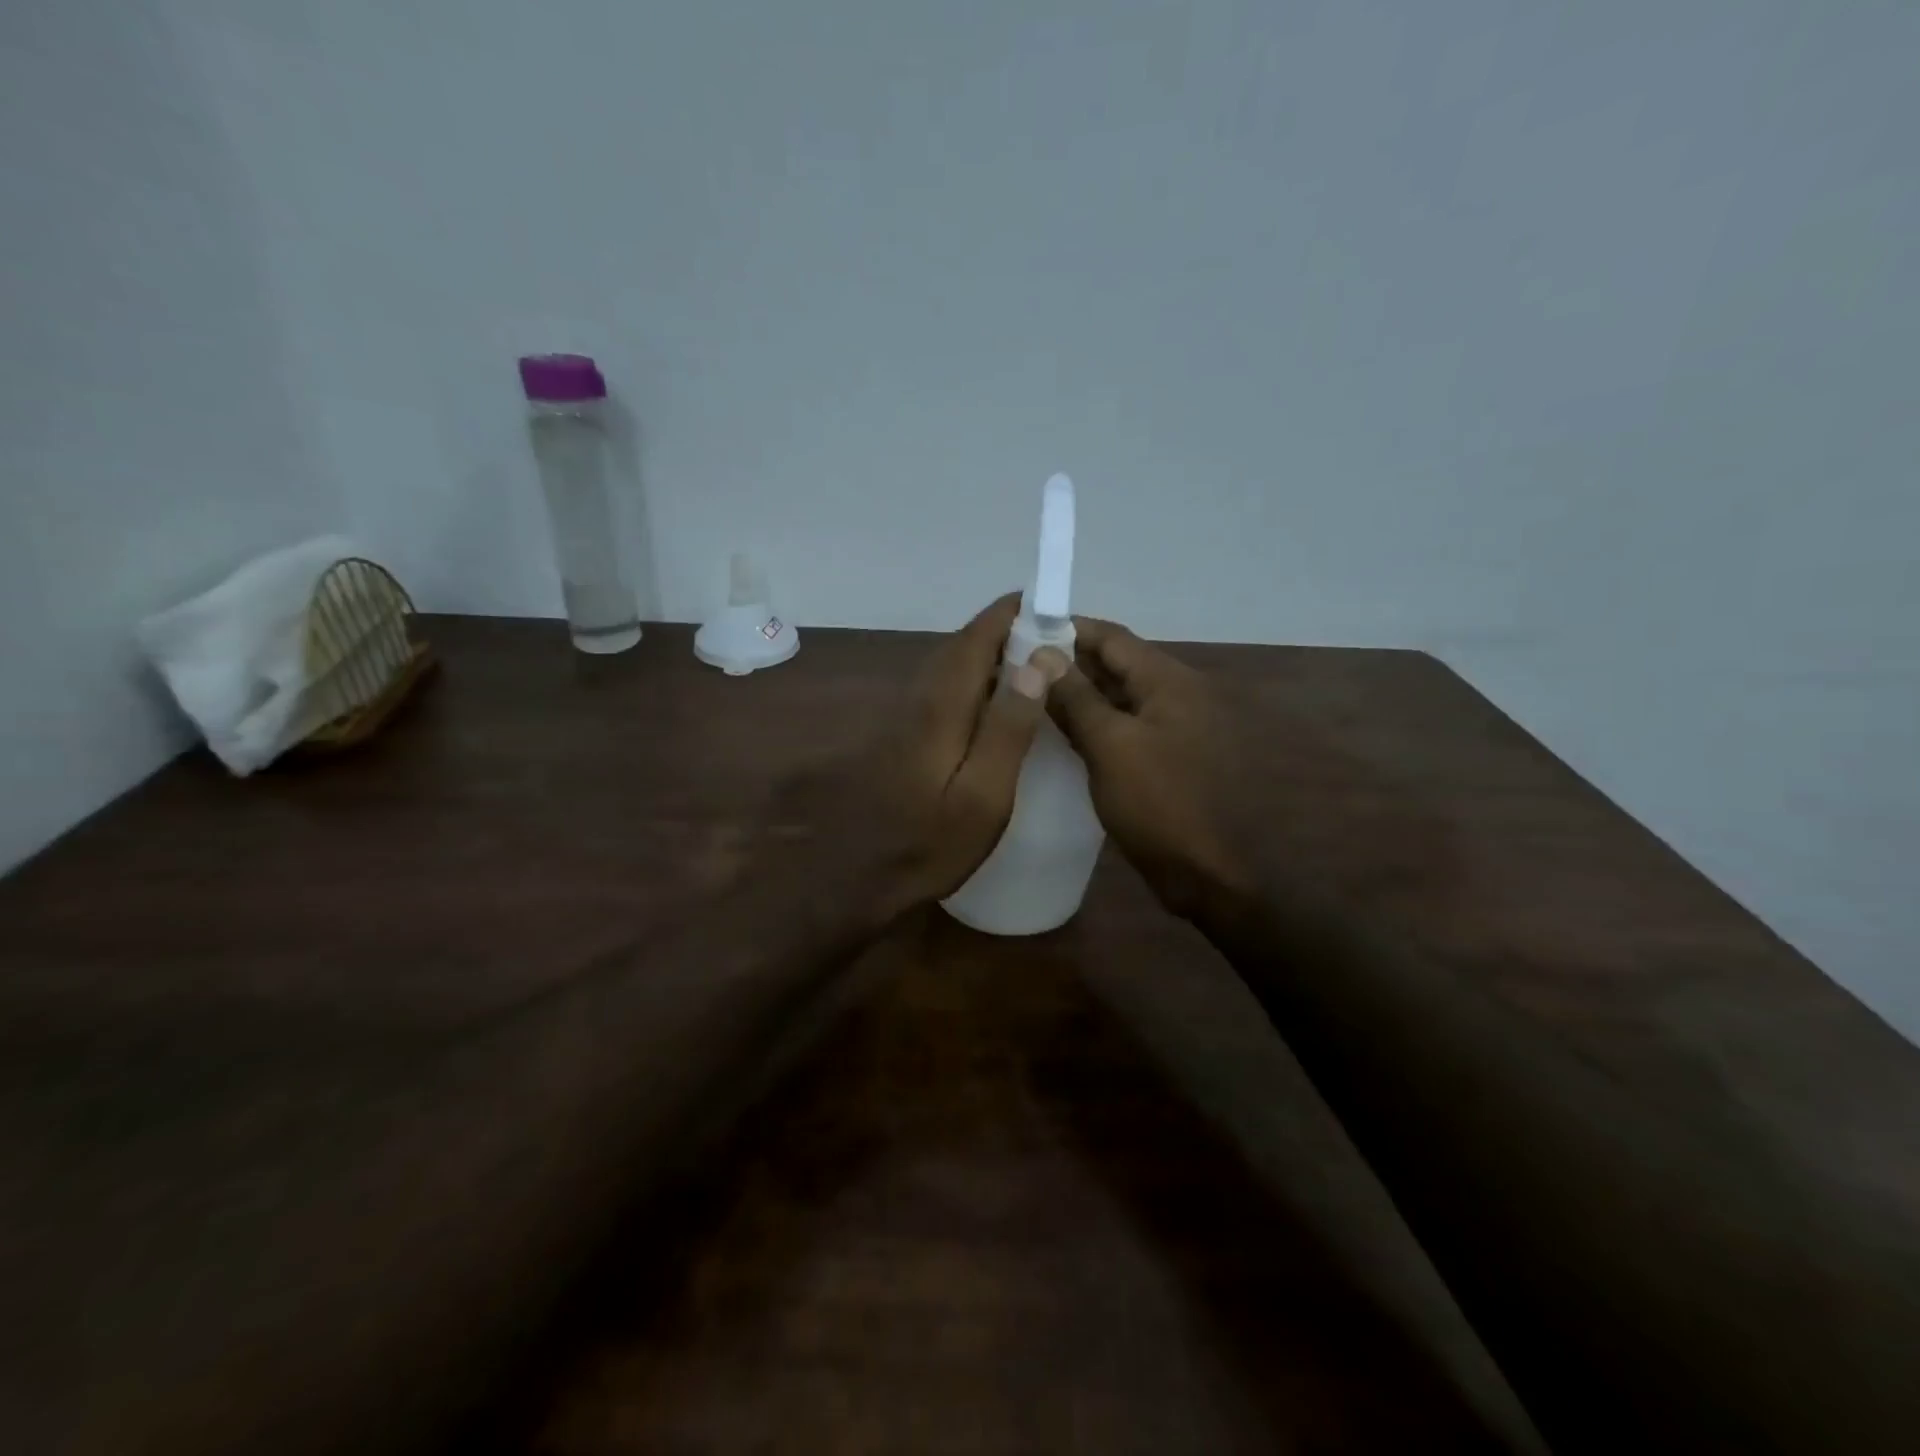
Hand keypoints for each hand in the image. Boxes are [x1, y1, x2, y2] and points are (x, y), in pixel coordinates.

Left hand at [788, 593, 1062, 922]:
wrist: (857, 877)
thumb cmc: (929, 843)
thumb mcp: (984, 794)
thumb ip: (1008, 728)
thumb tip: (1036, 663)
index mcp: (942, 705)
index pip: (977, 636)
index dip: (1011, 614)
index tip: (1048, 604)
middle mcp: (920, 698)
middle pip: (963, 646)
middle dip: (1005, 632)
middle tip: (1051, 638)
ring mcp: (907, 717)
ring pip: (952, 667)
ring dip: (990, 656)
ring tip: (1033, 666)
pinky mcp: (904, 737)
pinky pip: (945, 690)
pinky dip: (975, 682)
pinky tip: (995, 707)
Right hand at [1042, 617, 1253, 915]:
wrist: (1203, 873)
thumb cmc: (1157, 804)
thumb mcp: (1110, 745)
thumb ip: (1076, 696)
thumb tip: (1042, 653)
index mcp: (1170, 681)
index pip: (1112, 637)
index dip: (1067, 629)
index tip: (1022, 630)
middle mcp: (1177, 694)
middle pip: (1116, 664)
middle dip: (1068, 661)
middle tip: (1016, 665)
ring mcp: (1173, 727)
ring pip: (1118, 696)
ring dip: (1079, 693)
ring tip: (1028, 694)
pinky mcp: (1165, 756)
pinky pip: (1124, 725)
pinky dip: (1094, 721)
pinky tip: (1059, 730)